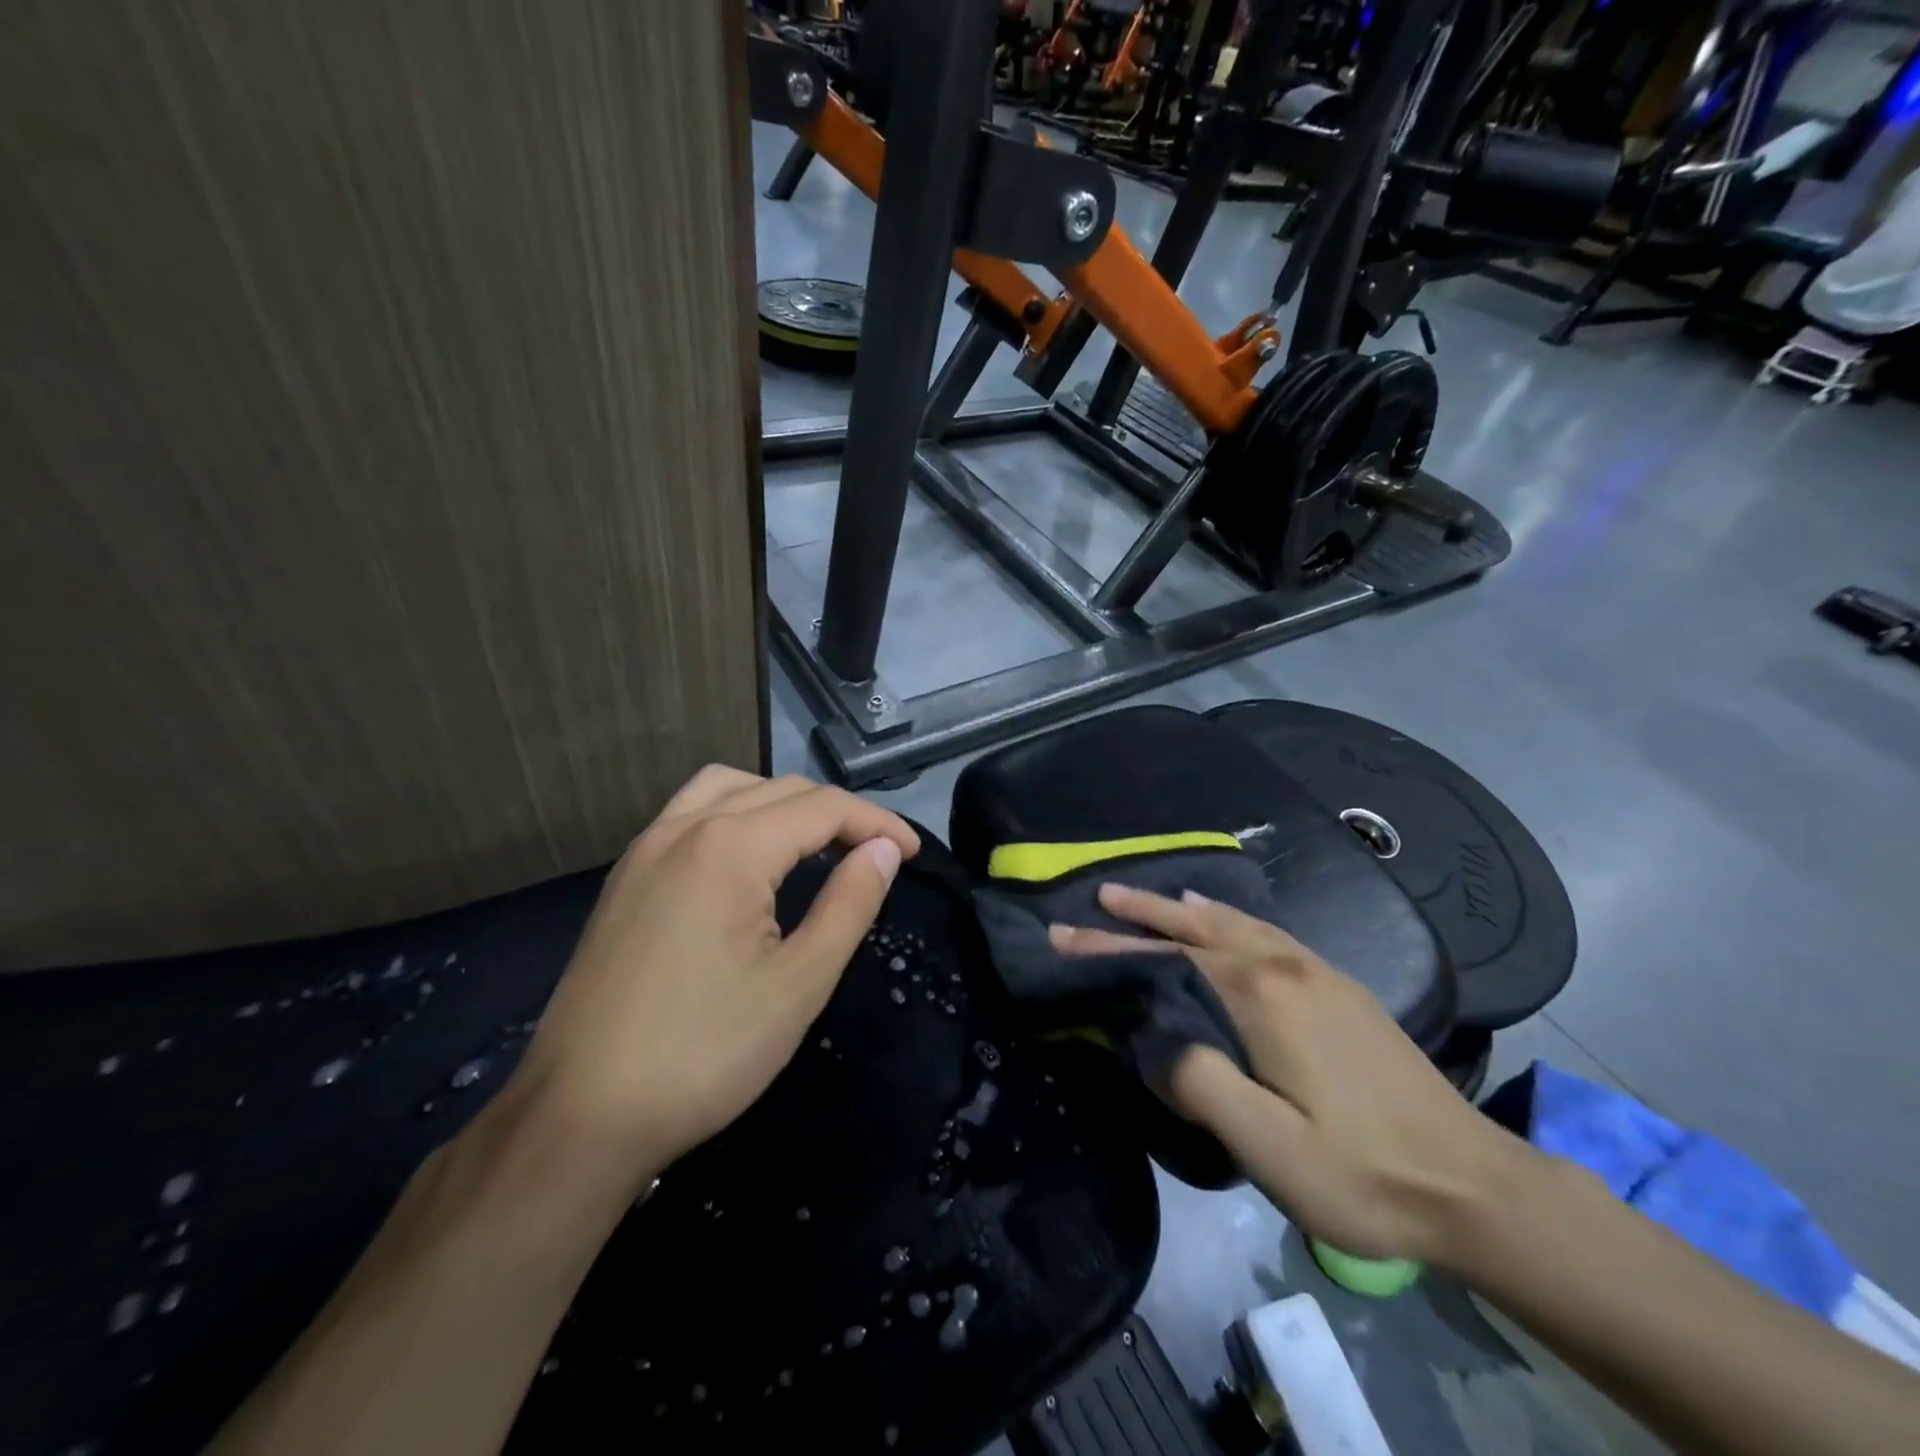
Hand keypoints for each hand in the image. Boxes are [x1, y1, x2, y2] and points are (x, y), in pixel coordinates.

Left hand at [508, 767, 918, 1188]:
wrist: (579, 1118)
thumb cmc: (704, 1054)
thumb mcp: (799, 983)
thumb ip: (849, 904)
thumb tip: (883, 850)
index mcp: (730, 847)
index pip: (823, 808)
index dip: (877, 824)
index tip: (913, 854)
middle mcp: (684, 828)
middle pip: (780, 790)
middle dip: (838, 814)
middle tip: (877, 856)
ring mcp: (646, 849)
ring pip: (729, 788)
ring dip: (783, 803)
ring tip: (816, 844)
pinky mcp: (625, 877)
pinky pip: (690, 813)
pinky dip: (736, 814)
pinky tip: (748, 860)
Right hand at [1050, 885, 1539, 1266]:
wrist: (1475, 1186)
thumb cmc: (1362, 1171)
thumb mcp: (1269, 1145)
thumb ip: (1199, 1081)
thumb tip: (1154, 1038)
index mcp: (1259, 995)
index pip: (1167, 957)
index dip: (1109, 946)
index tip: (1061, 934)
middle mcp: (1284, 967)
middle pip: (1199, 925)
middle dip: (1146, 910)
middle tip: (1100, 895)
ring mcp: (1317, 973)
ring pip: (1236, 922)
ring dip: (1186, 908)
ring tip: (1154, 899)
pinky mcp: (1340, 989)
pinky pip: (1267, 933)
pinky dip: (1231, 918)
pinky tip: (1228, 923)